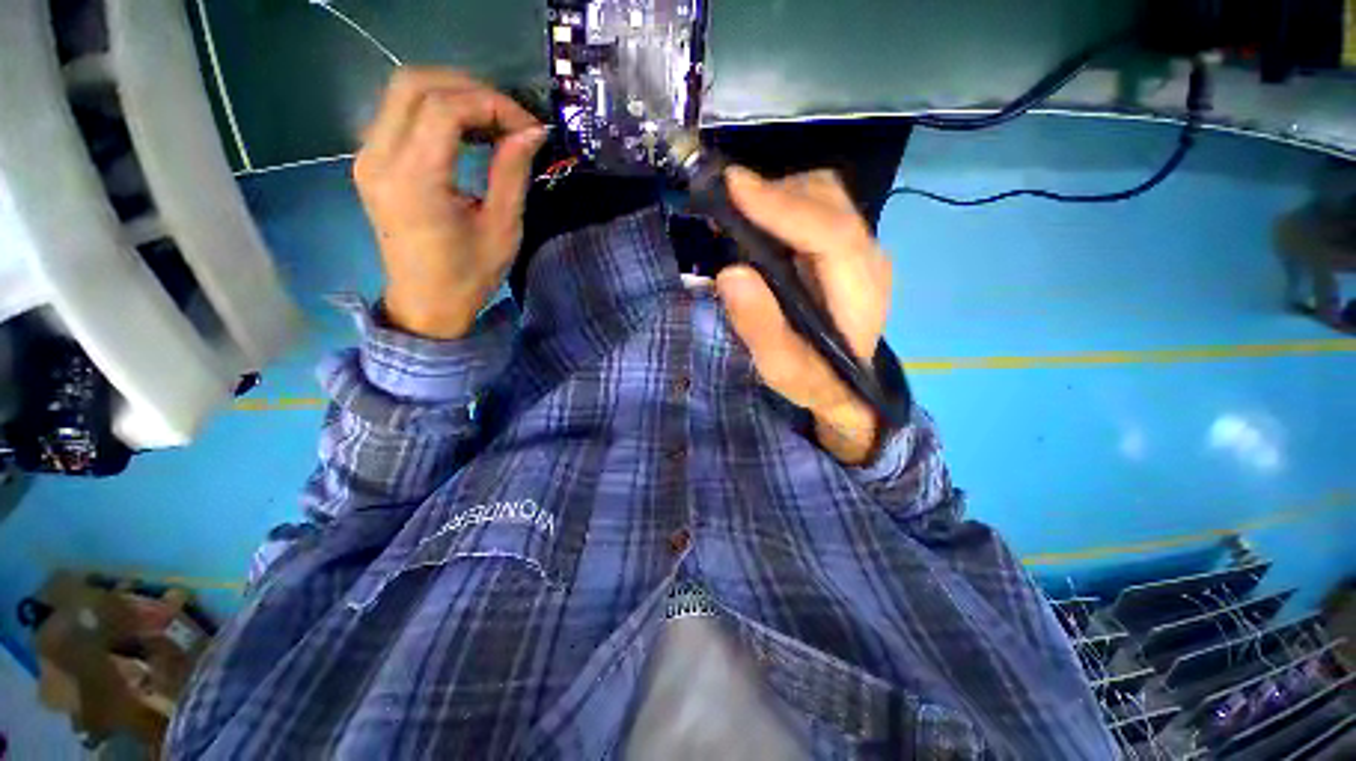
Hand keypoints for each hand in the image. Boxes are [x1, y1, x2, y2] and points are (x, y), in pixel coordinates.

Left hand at [353, 68, 546, 338]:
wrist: (426, 304)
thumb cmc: (470, 276)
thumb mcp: (502, 228)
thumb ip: (512, 173)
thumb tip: (531, 132)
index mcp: (414, 180)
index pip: (445, 108)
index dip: (492, 105)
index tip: (528, 127)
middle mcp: (379, 158)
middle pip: (415, 84)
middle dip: (470, 89)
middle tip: (509, 118)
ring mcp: (367, 156)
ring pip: (403, 92)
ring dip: (453, 95)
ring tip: (492, 123)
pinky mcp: (371, 161)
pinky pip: (399, 113)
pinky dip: (436, 110)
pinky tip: (466, 132)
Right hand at [715, 168, 892, 465]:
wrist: (843, 384)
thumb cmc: (813, 379)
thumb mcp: (782, 368)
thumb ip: (760, 327)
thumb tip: (730, 273)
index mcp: (860, 292)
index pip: (831, 234)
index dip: (784, 207)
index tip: (734, 187)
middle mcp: (868, 258)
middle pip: (829, 201)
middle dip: (775, 193)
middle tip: (724, 204)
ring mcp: (860, 248)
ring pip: (823, 195)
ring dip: (777, 194)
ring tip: (735, 213)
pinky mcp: (844, 246)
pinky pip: (816, 207)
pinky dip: (782, 203)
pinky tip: (755, 220)